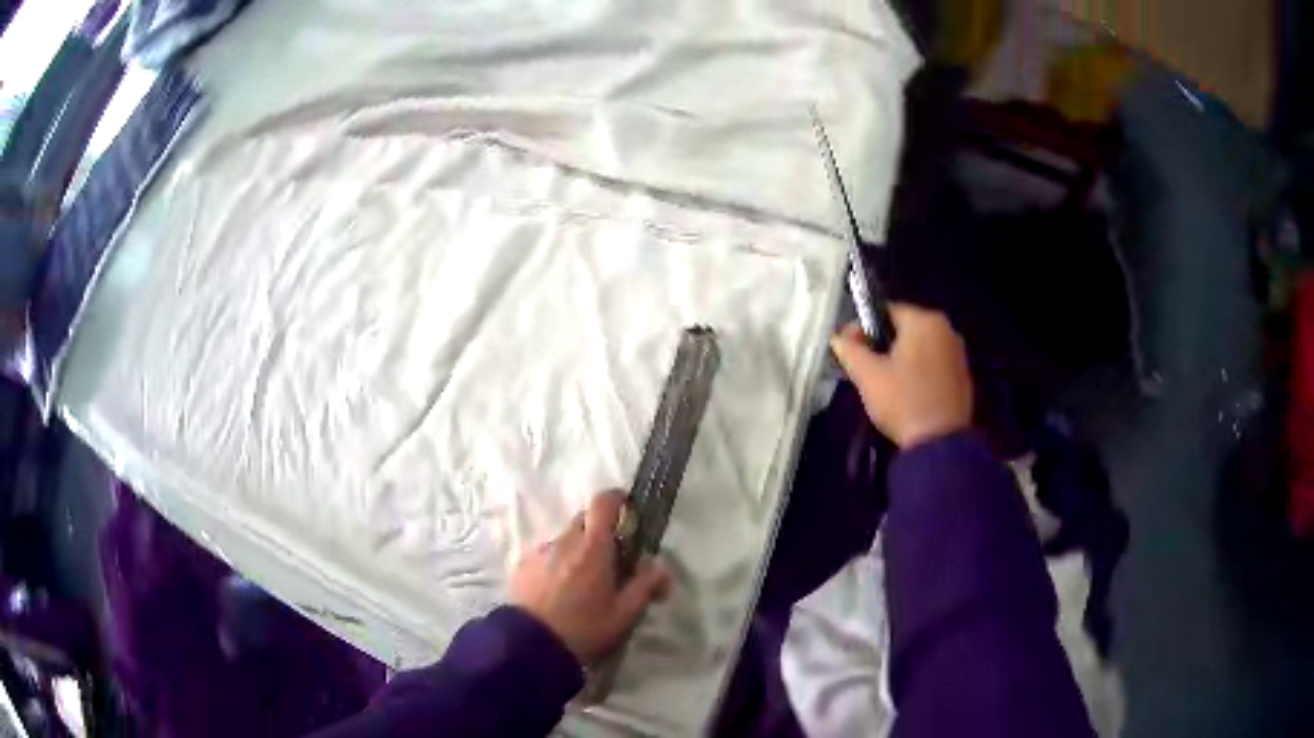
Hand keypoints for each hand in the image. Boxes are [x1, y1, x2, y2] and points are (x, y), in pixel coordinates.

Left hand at [510, 490, 671, 664]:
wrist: (531, 646)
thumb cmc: (584, 628)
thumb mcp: (624, 614)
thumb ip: (645, 585)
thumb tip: (660, 566)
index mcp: (593, 547)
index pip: (603, 503)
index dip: (617, 499)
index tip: (627, 509)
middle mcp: (564, 541)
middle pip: (584, 520)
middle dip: (600, 531)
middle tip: (611, 559)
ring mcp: (539, 552)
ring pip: (564, 539)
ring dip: (577, 550)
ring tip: (581, 583)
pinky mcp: (522, 566)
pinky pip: (545, 555)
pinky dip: (556, 564)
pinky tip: (558, 592)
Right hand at [829, 304, 972, 448]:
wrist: (940, 444)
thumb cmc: (903, 401)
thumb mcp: (867, 375)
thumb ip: (849, 350)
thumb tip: (838, 337)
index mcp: (925, 320)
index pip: (886, 311)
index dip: (862, 328)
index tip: (848, 349)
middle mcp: (946, 329)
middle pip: (905, 329)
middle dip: (882, 344)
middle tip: (863, 368)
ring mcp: (958, 354)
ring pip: (920, 348)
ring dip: (900, 359)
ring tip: (882, 383)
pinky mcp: (963, 378)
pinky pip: (933, 365)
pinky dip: (917, 373)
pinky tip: (905, 393)